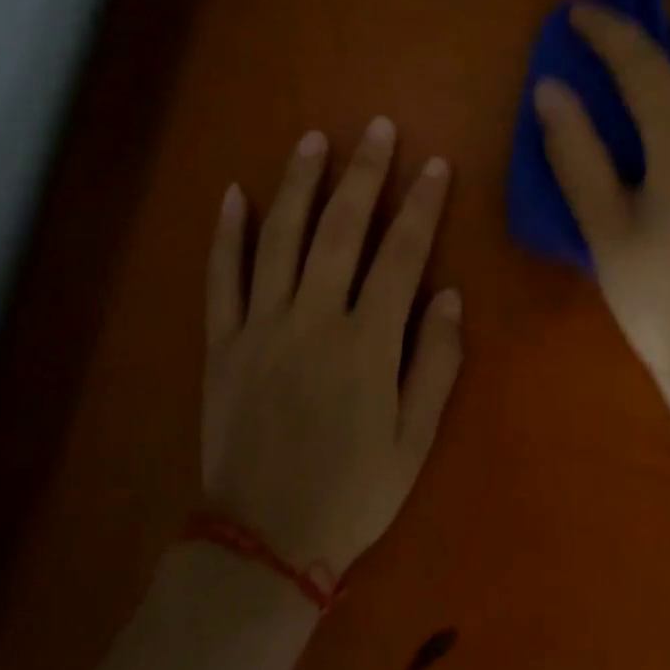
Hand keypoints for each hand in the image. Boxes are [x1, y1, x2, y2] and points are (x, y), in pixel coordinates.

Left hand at [201, 118, 461, 579]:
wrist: (265, 541)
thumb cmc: (354, 491)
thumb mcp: (415, 438)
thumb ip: (435, 362)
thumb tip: (447, 294)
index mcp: (366, 343)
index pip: (401, 255)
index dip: (420, 206)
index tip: (433, 166)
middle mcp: (313, 320)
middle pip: (340, 230)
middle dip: (363, 174)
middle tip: (377, 128)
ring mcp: (261, 327)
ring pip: (279, 239)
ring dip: (297, 185)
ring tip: (312, 140)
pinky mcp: (222, 343)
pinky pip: (221, 278)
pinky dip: (226, 234)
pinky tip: (233, 194)